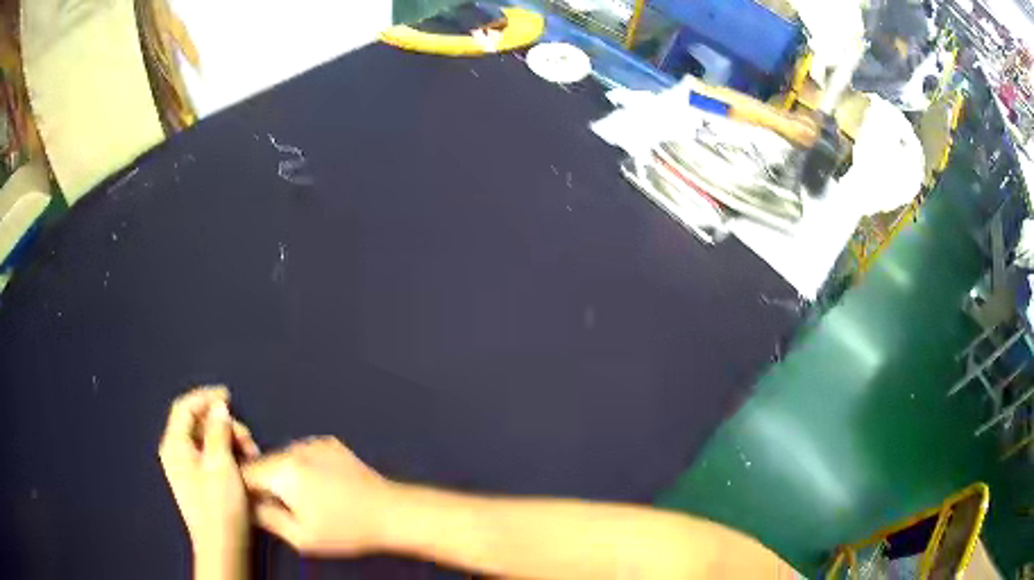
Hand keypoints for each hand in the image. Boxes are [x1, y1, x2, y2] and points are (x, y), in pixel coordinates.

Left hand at [158, 386, 258, 575]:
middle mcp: (175, 453)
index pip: (185, 407)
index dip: (206, 397)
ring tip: (250, 456)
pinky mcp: (195, 482)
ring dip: (227, 442)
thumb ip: (218, 430)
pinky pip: (207, 456)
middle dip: (224, 426)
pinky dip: (224, 455)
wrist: (221, 547)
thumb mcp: (221, 464)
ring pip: (204, 441)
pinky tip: (241, 466)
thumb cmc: (219, 506)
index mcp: (175, 445)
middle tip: (248, 440)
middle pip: (197, 424)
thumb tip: (218, 407)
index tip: (228, 395)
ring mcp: (184, 469)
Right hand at [242, 436, 394, 555]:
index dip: (242, 490)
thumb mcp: (300, 537)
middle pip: (263, 464)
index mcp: (283, 470)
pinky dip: (303, 468)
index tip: (249, 506)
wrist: (393, 512)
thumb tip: (246, 506)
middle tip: (279, 509)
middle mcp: (294, 448)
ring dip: (283, 475)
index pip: (244, 473)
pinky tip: (322, 487)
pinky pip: (303, 454)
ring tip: (305, 500)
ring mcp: (314, 442)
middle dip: (264, 484)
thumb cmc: (345, 531)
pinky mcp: (331, 443)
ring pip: (282, 458)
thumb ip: (265, 518)